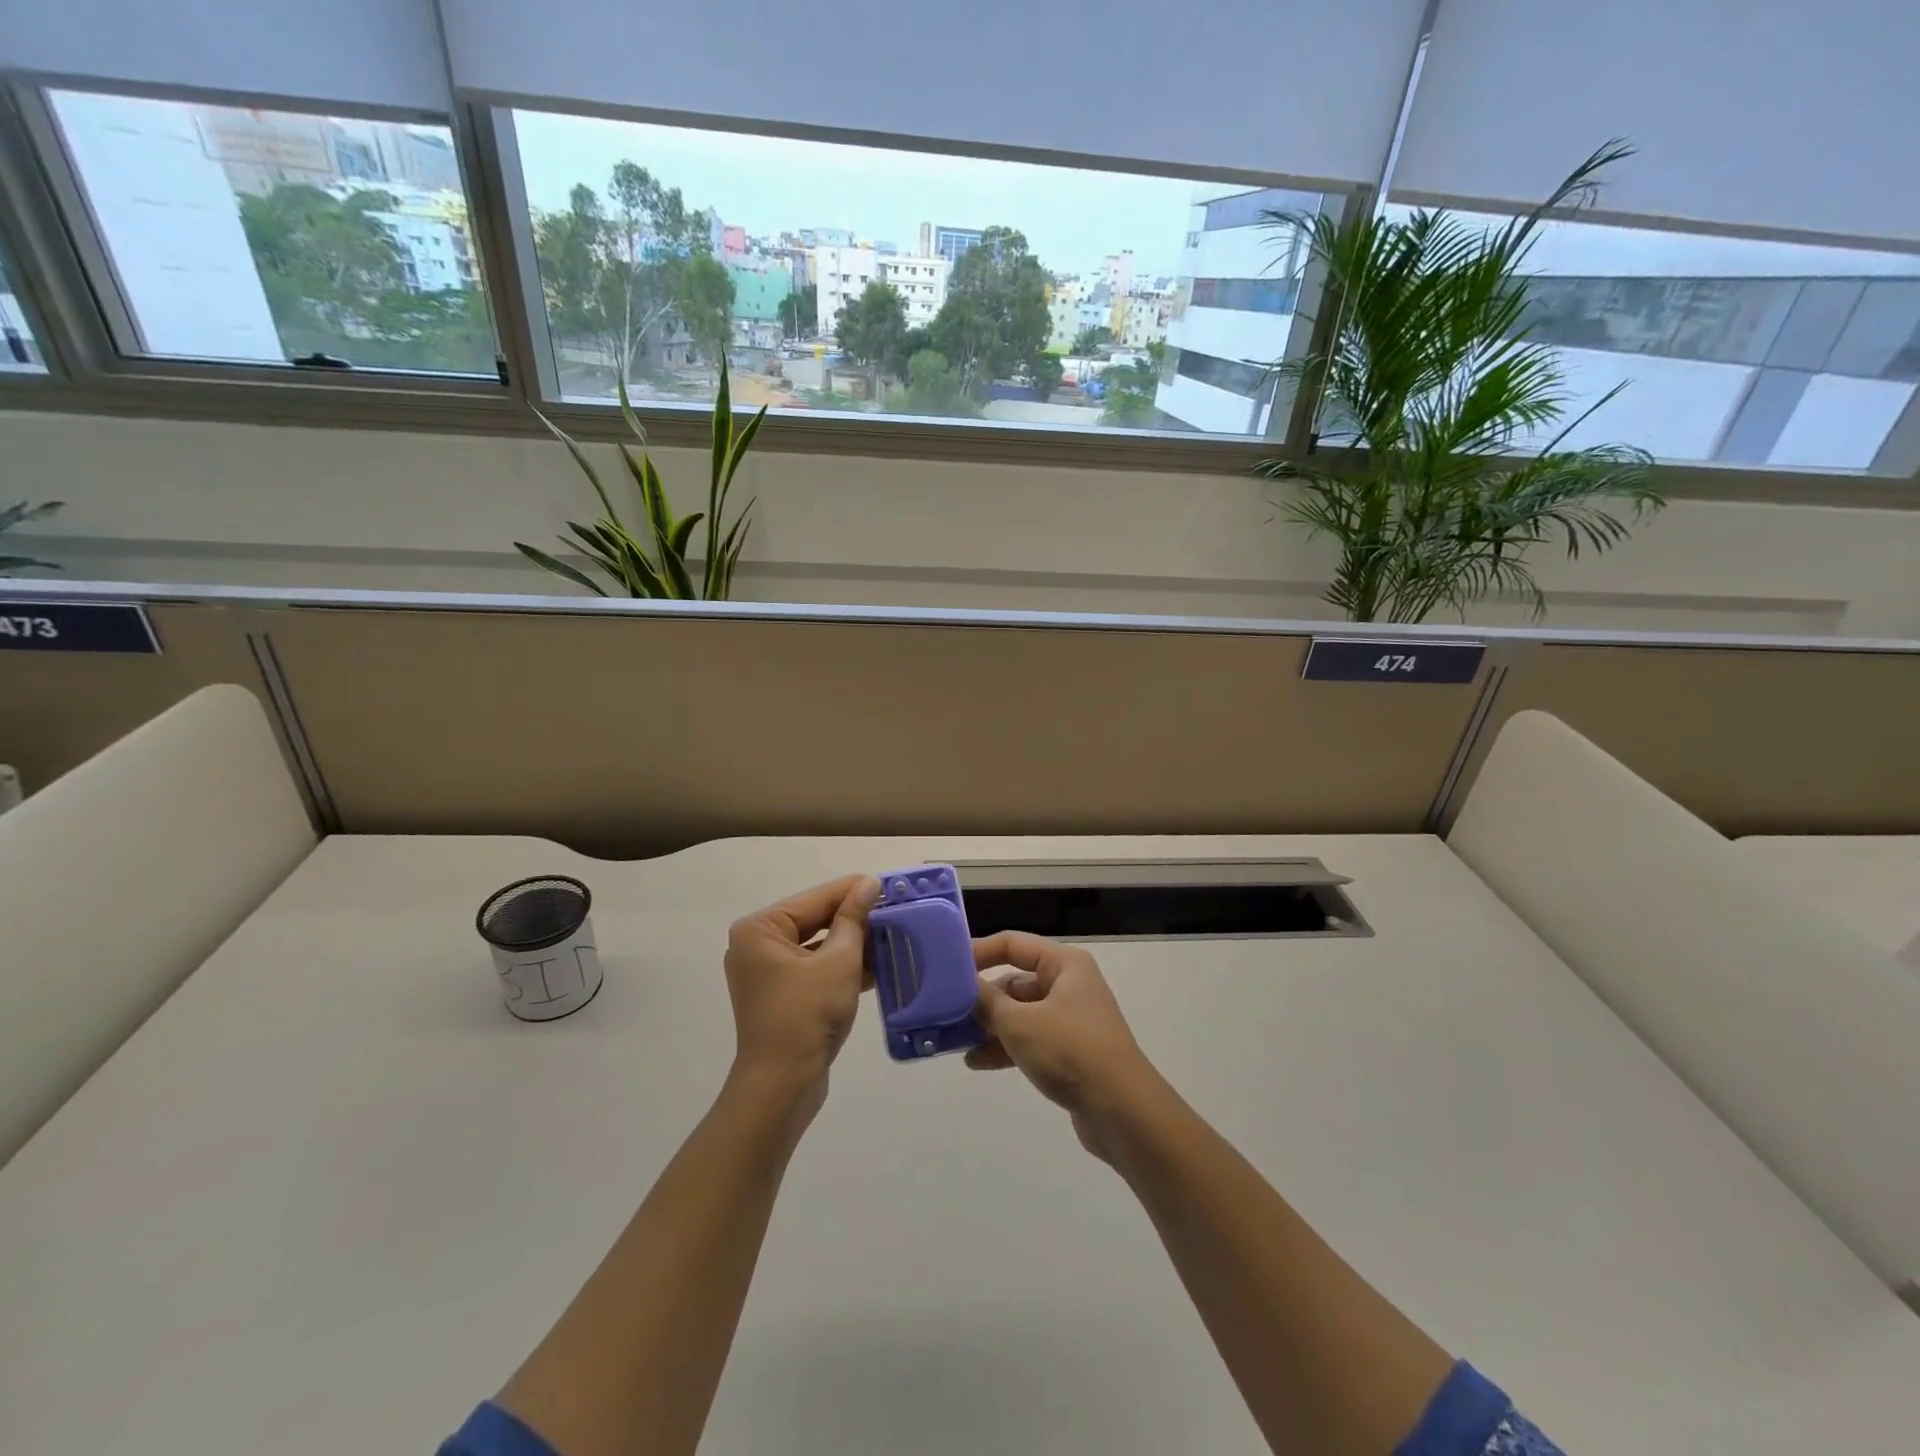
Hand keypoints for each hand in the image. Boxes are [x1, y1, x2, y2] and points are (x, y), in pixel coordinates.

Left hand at [723, 875, 880, 1115]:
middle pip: (815, 920)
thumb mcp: (839, 960)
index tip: (887, 884)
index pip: (815, 899)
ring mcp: (767, 973)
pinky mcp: (781, 997)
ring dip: (852, 944)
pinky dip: (842, 967)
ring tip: (892, 936)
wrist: (783, 1085)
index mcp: (761, 929)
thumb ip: (854, 919)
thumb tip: (869, 883)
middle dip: (854, 919)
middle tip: (894, 910)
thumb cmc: (807, 1014)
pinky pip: (814, 969)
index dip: (853, 891)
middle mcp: (757, 946)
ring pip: (817, 946)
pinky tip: (877, 965)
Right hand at [966, 932, 1157, 1160]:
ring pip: (1020, 1013)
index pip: (1012, 944)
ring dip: (989, 1026)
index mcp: (1064, 964)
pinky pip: (1030, 1039)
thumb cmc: (1071, 1051)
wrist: (1123, 1112)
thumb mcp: (1020, 1023)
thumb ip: (986, 1002)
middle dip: (982, 997)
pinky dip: (1006, 1046)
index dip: (978, 952)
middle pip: (1015, 980)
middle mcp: (1069, 984)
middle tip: (946, 1011)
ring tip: (955, 1041)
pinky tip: (977, 1062)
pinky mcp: (1070, 1050)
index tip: (946, 968)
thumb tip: (962, 986)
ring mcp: (1071, 1019)